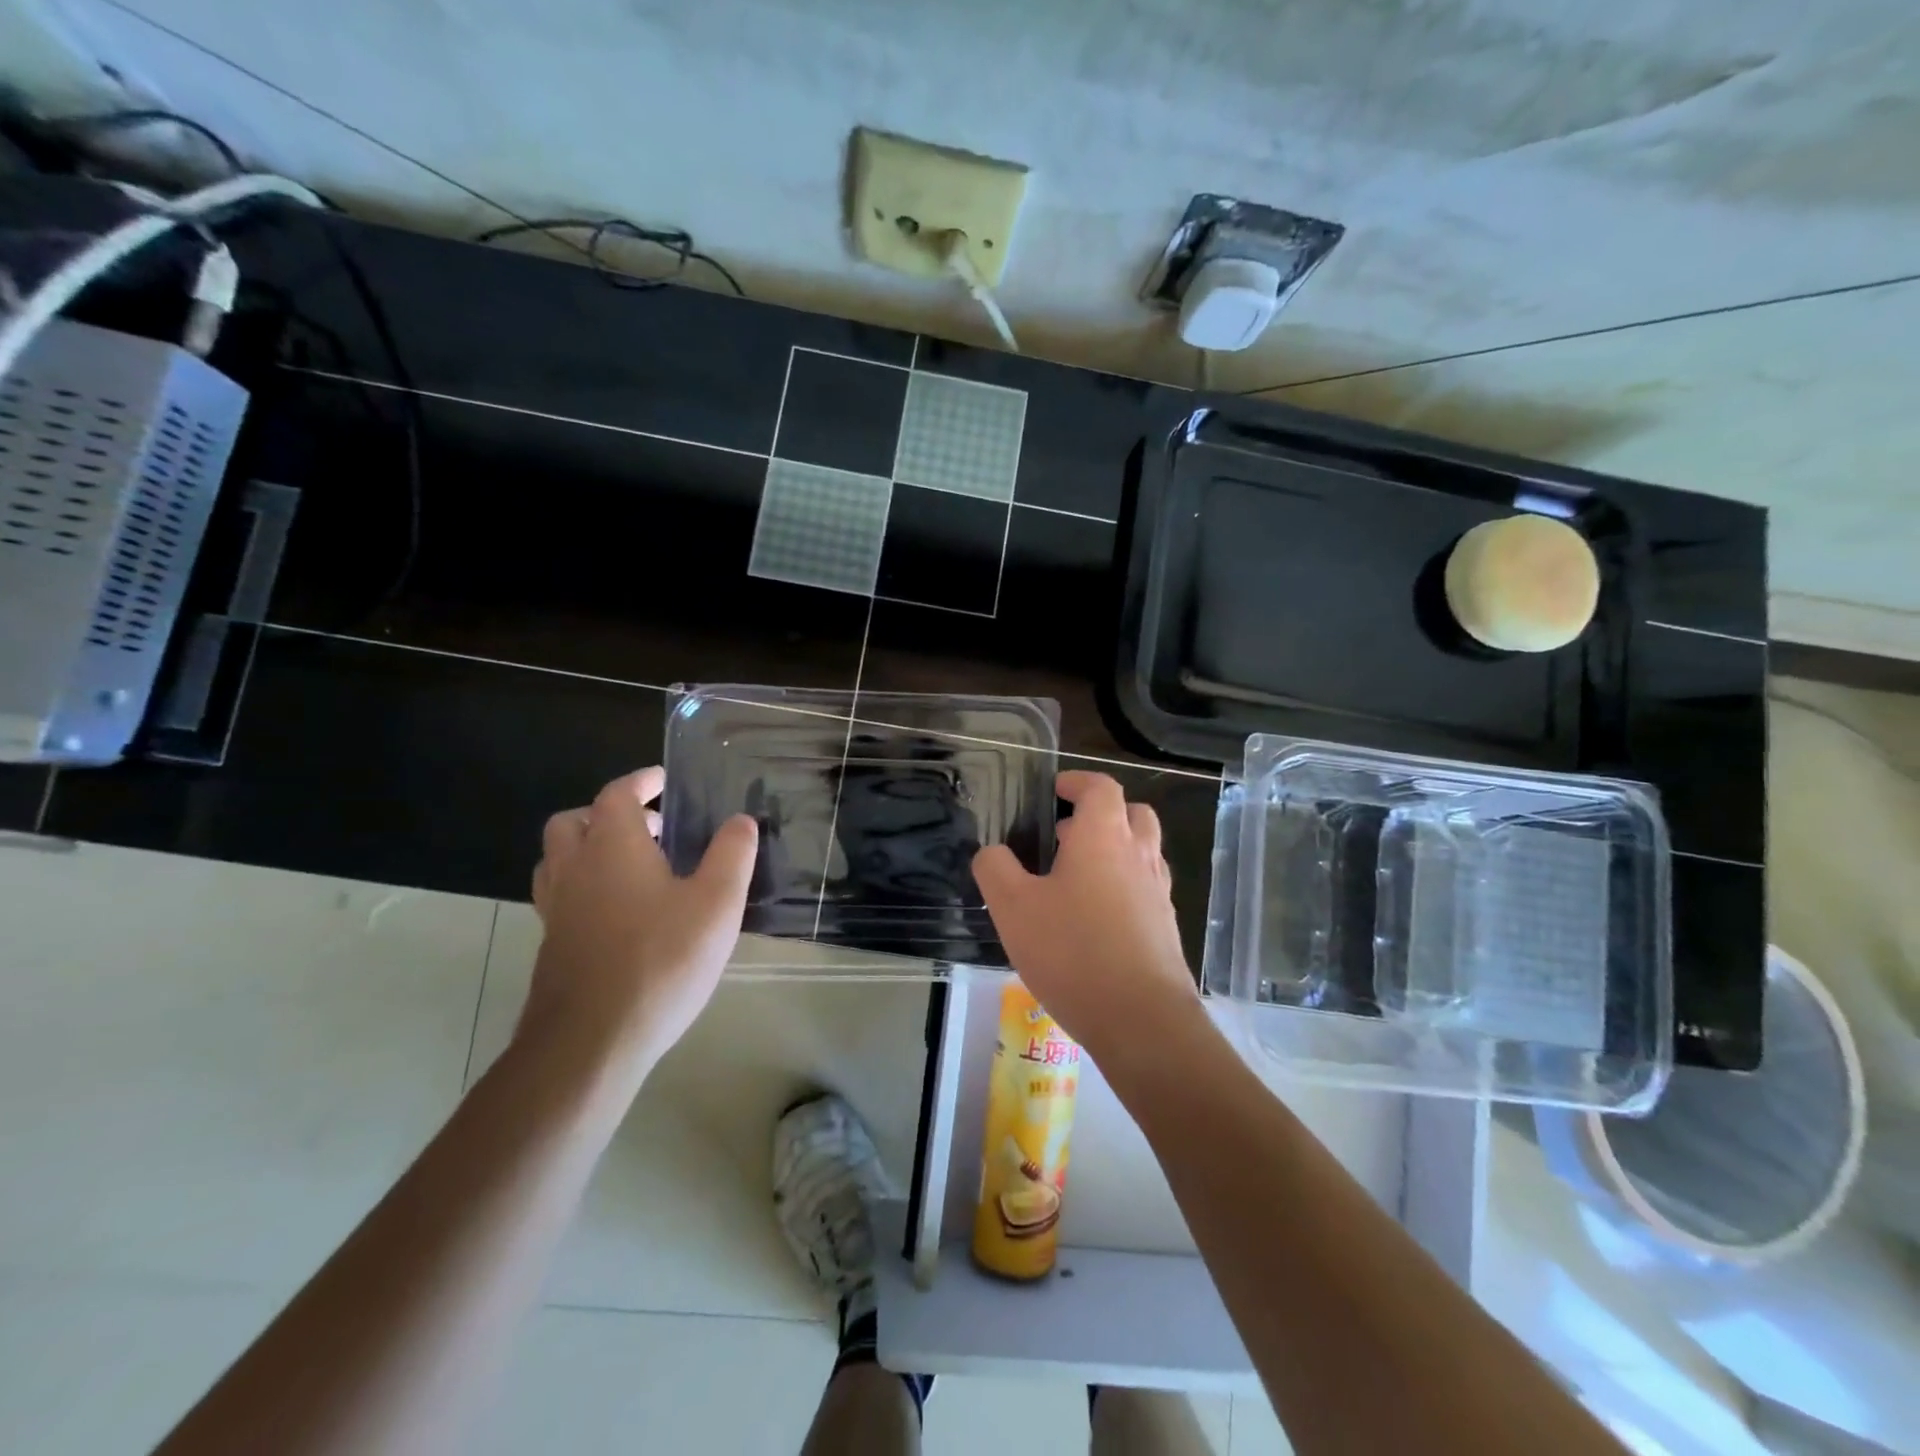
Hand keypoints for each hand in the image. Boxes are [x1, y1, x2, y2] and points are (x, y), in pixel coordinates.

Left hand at [524, 767, 758, 1085]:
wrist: (592, 1040)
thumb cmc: (662, 959)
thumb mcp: (717, 903)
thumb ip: (732, 855)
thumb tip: (741, 820)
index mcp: (612, 846)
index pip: (617, 794)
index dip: (640, 781)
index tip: (662, 780)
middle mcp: (575, 868)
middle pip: (573, 822)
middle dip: (608, 813)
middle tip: (650, 827)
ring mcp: (556, 910)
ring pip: (559, 860)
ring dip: (589, 848)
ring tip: (632, 865)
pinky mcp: (552, 946)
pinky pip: (561, 896)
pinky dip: (585, 886)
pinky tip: (620, 913)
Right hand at [972, 771, 1201, 1074]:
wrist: (1141, 1020)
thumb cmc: (1072, 951)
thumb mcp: (1013, 907)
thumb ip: (995, 869)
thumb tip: (992, 852)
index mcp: (1103, 836)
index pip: (1100, 787)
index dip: (1077, 781)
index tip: (1055, 790)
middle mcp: (1138, 855)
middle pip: (1132, 813)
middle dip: (1101, 813)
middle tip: (1065, 833)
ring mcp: (1159, 891)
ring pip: (1143, 851)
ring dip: (1114, 850)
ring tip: (1075, 877)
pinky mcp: (1166, 926)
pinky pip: (1146, 888)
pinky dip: (1124, 886)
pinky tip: (1095, 919)